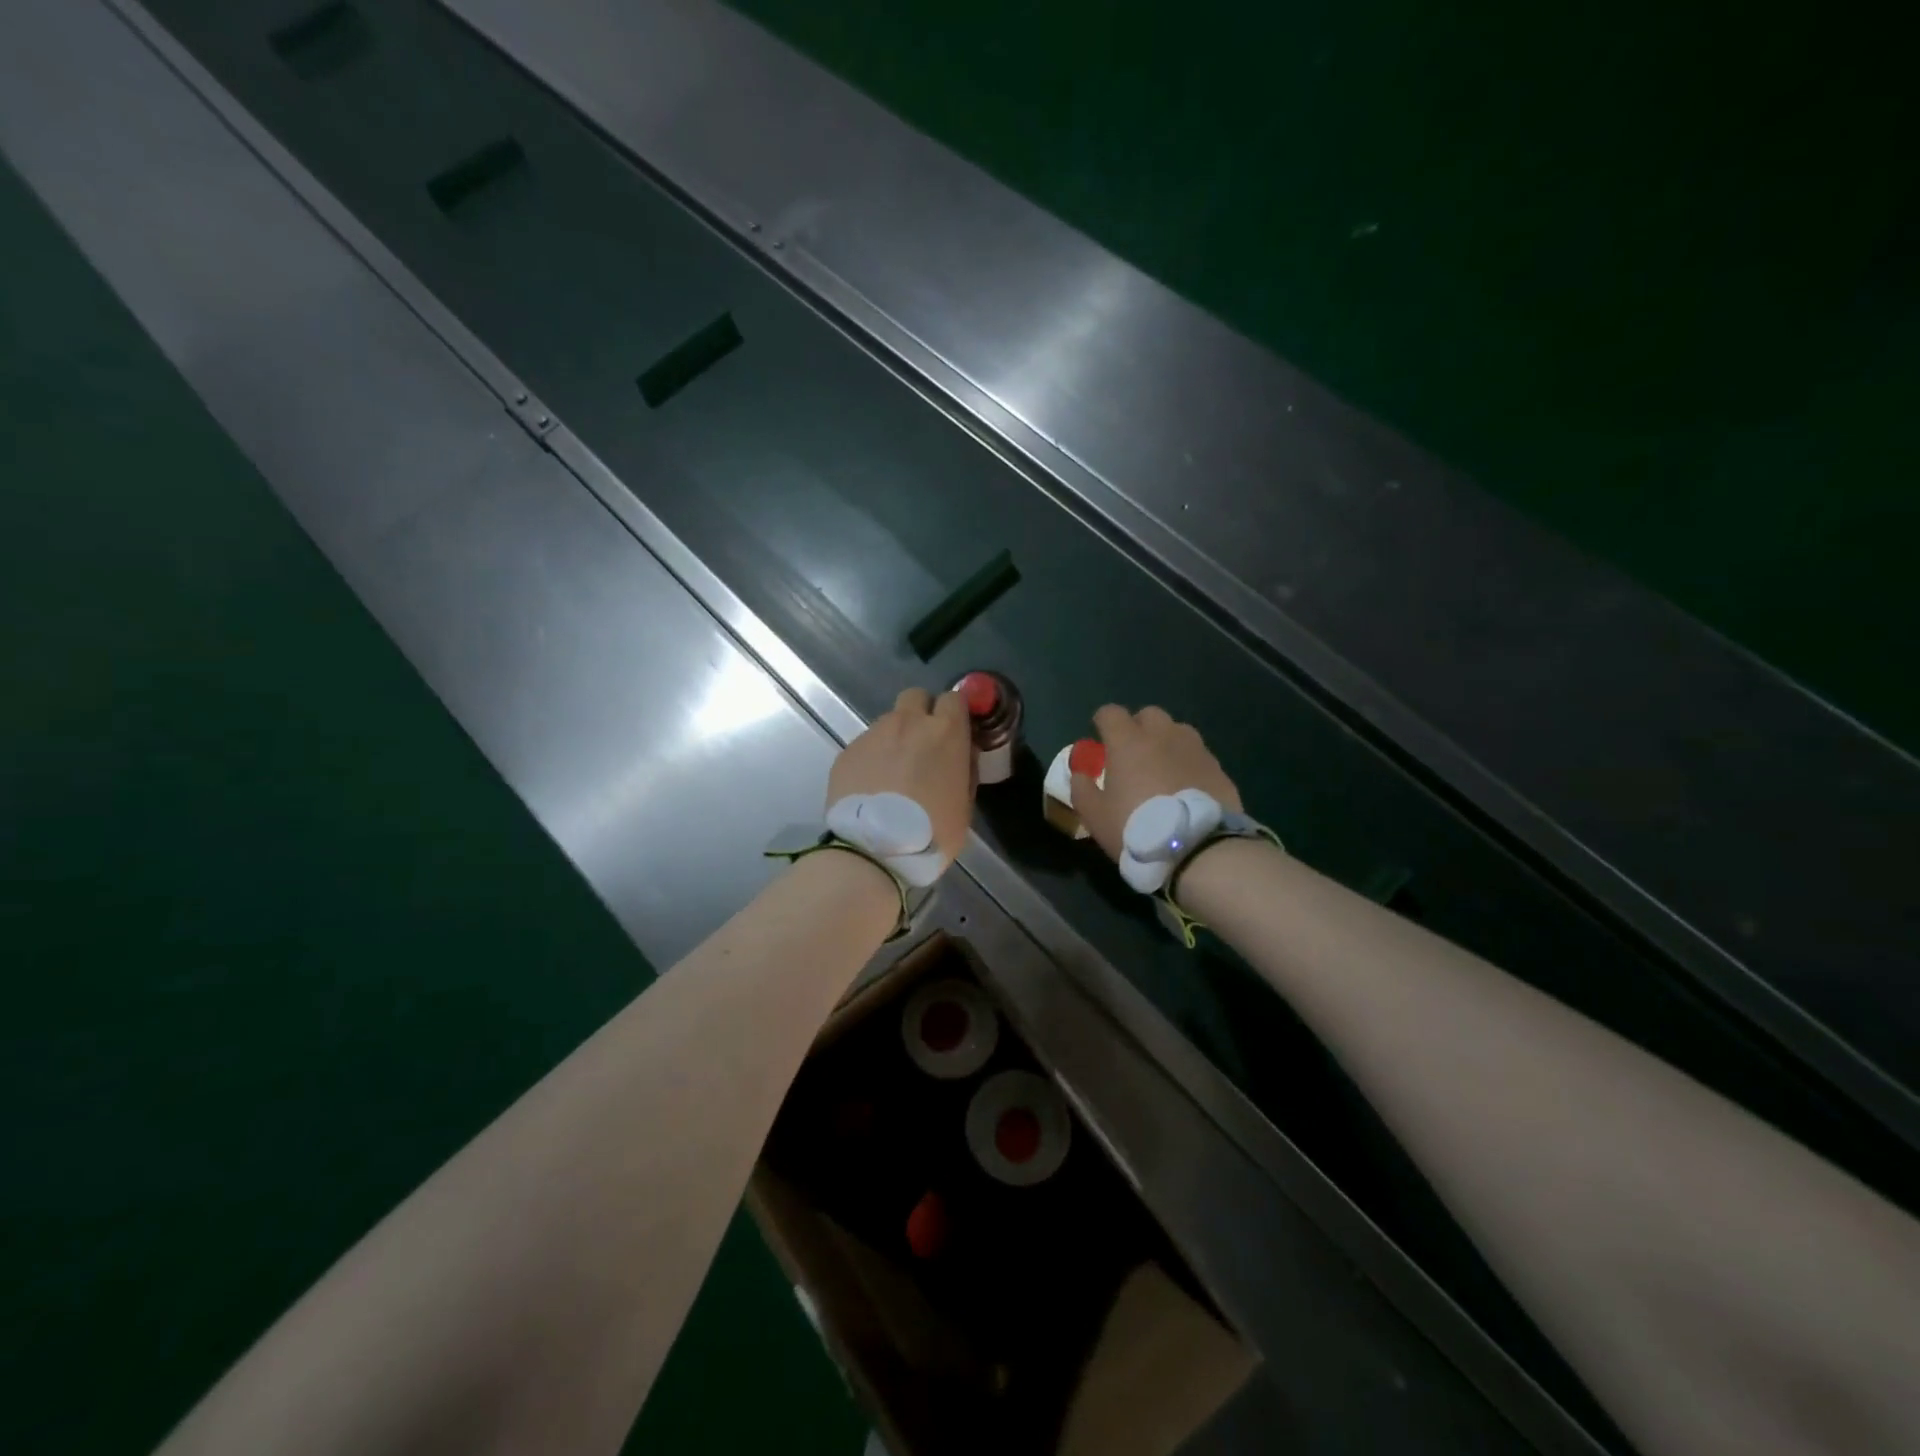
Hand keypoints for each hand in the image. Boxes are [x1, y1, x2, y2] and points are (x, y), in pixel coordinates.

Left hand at [827, 687, 974, 866]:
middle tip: (922, 746)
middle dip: (921, 714)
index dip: (953, 714)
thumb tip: (962, 755)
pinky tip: (871, 788)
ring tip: (892, 775)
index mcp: (945, 732)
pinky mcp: (846, 752)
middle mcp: (907, 723)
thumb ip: (965, 770)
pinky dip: (871, 760)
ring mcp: (873, 735)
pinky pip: (865, 746)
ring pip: (888, 722)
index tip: (954, 733)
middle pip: (915, 697)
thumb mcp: (964, 805)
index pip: (953, 698)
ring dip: (894, 739)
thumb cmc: (931, 833)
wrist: (873, 851)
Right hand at [1071, 705, 1241, 862]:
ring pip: (1178, 731)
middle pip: (1149, 715)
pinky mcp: (1218, 768)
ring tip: (1163, 769)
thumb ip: (1082, 790)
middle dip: (1138, 727)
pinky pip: (1198, 756)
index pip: (1111, 713)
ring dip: (1167, 742)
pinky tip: (1186, 788)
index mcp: (1128, 742)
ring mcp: (1195, 749)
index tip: (1100, 738)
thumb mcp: (1095, 816)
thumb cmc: (1136, 828)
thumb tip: (1079, 774)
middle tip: (1133, 753)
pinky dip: (1189, 764)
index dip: (1103, 722)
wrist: (1197, 849)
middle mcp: (1163, 736)